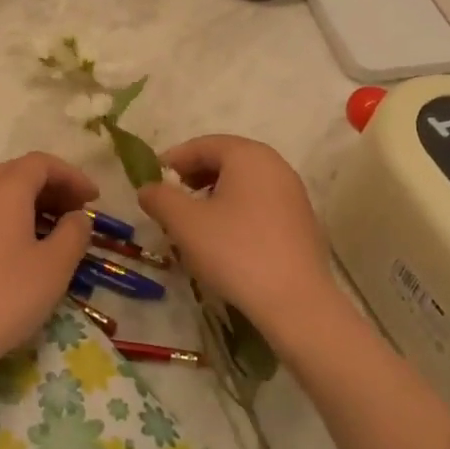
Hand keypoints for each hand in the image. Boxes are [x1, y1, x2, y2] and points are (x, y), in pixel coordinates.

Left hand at [0, 152, 97, 373]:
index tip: (93, 199)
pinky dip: (1, 221)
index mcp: (5, 187)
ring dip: (25, 205)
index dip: (72, 176)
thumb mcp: (53, 268)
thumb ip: (73, 234)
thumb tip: (77, 217)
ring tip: (46, 233)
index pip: (42, 163)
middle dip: (50, 189)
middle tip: (74, 214)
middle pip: (17, 174)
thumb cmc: (3, 297)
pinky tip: (9, 253)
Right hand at [136, 135, 340, 343]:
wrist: (296, 303)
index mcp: (248, 155)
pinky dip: (237, 209)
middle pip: (225, 160)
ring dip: (215, 194)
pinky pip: (261, 202)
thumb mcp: (185, 224)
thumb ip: (160, 198)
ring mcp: (293, 192)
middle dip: (194, 176)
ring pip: (244, 182)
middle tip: (172, 200)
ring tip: (195, 221)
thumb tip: (147, 188)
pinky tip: (226, 238)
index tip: (153, 181)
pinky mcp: (302, 220)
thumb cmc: (235, 252)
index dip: (173, 160)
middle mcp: (275, 164)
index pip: (202, 145)